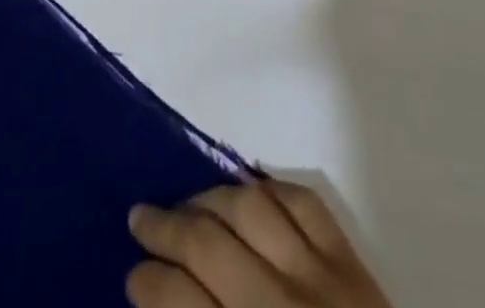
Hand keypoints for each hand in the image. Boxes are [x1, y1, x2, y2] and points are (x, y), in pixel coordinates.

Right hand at [127, 180, 391, 307]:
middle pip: (209, 246)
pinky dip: (272, 188)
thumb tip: (164, 306)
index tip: (133, 275)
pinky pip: (304, 201)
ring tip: (187, 202)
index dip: (149, 284)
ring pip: (252, 208)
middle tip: (139, 217)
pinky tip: (250, 190)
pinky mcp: (352, 262)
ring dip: (210, 197)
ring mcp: (319, 276)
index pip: (181, 302)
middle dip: (165, 229)